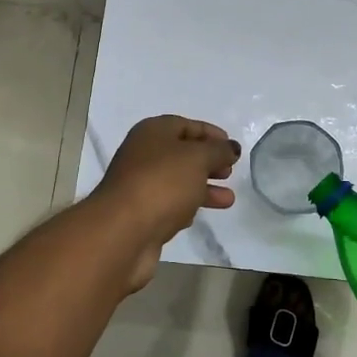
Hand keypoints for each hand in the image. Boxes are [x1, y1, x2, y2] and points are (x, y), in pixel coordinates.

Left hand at [89, 115, 239, 287]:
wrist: (123, 231)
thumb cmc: (163, 183)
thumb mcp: (198, 158)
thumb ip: (218, 151)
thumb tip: (231, 148)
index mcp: (153, 132)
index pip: (186, 125)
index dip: (211, 134)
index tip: (232, 148)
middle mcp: (143, 155)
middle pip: (182, 153)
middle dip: (208, 162)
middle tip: (229, 172)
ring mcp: (140, 185)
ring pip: (178, 181)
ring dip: (203, 188)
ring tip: (228, 199)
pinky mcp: (141, 214)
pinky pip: (169, 204)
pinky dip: (186, 206)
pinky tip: (198, 215)